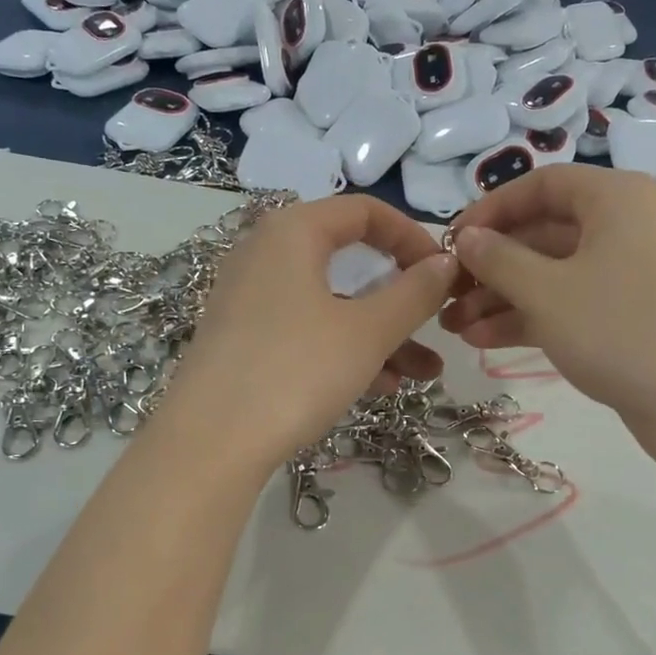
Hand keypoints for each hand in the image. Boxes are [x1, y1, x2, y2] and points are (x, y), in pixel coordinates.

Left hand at [160, 195, 459, 472]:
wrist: (209, 443)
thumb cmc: (296, 371)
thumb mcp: (367, 332)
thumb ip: (414, 293)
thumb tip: (446, 262)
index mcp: (293, 232)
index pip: (365, 211)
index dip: (412, 237)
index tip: (444, 272)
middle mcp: (266, 254)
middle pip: (350, 261)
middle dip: (401, 297)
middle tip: (437, 322)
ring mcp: (251, 300)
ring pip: (332, 305)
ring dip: (381, 334)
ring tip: (425, 373)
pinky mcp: (243, 340)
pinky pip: (307, 331)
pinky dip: (344, 350)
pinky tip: (381, 388)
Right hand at [440, 165, 655, 462]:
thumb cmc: (621, 330)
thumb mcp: (546, 291)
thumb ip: (498, 259)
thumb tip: (468, 238)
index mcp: (615, 198)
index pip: (540, 185)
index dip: (490, 210)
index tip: (451, 243)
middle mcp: (628, 225)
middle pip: (545, 232)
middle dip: (491, 266)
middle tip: (447, 296)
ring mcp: (635, 273)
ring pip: (556, 274)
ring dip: (503, 298)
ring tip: (456, 328)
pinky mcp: (636, 315)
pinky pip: (575, 302)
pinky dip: (533, 317)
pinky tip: (486, 341)